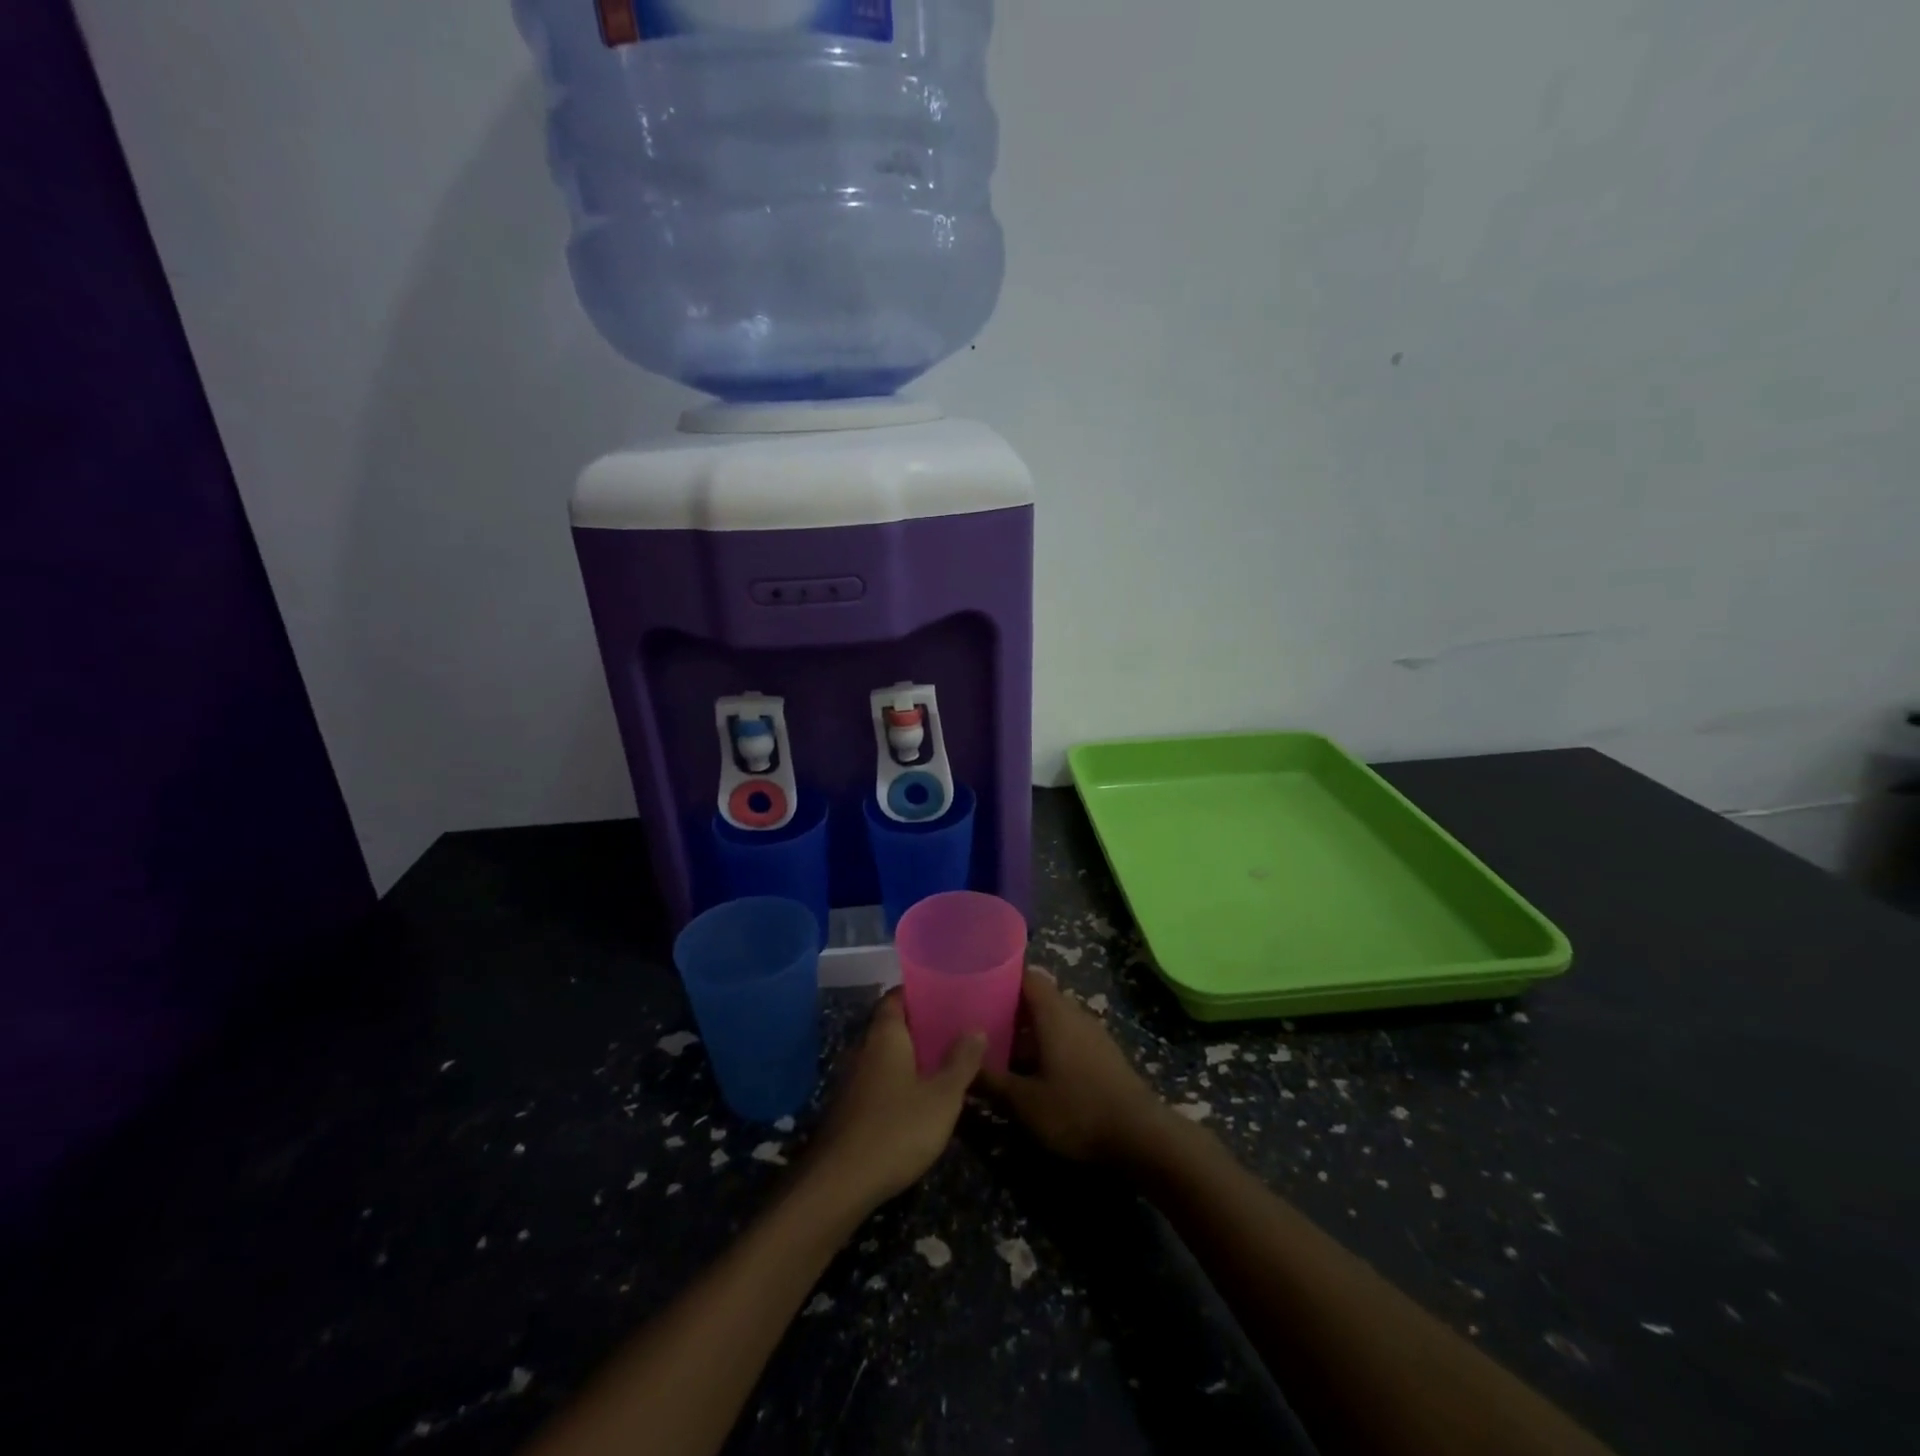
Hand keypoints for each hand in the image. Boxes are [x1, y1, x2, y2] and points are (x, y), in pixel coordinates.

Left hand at [805, 991, 983, 1212]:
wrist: (840, 1183)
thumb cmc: (896, 1129)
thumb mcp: (942, 1097)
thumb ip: (961, 1061)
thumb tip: (976, 1028)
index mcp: (885, 1036)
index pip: (896, 997)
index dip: (918, 992)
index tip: (944, 993)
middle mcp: (864, 1049)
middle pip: (891, 1025)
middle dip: (920, 1025)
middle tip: (954, 1027)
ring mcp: (853, 1081)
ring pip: (885, 1055)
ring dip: (910, 1056)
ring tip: (944, 1061)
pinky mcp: (850, 1109)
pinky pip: (879, 1081)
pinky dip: (899, 1081)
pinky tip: (920, 1098)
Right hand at [979, 970, 1168, 1163]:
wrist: (1141, 1137)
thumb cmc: (1077, 1110)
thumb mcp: (1025, 1101)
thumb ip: (990, 1081)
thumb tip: (960, 1065)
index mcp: (1053, 1012)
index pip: (1026, 975)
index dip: (1000, 976)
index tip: (975, 985)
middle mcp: (1074, 1012)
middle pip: (1038, 996)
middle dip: (1010, 1007)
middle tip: (980, 1023)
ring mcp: (1092, 1033)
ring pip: (1053, 1019)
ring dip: (1029, 1030)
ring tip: (1000, 1048)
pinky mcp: (1103, 1054)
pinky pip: (1068, 1036)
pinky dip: (1048, 1045)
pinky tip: (1033, 1070)